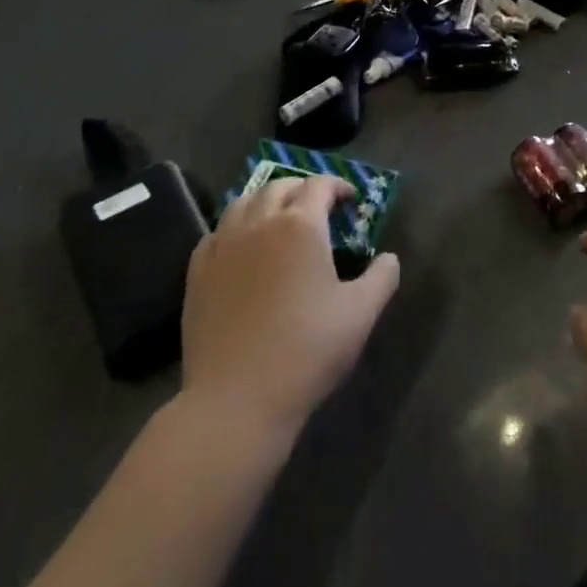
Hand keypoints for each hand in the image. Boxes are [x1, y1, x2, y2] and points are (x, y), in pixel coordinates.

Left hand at [181, 175, 398, 442]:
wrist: (236, 400)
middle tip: (318, 207)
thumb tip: (389, 258)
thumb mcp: (361, 314)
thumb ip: (382, 277)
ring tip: (278, 217)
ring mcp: (223, 245)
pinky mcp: (197, 272)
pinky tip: (241, 246)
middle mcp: (259, 222)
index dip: (338, 186)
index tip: (350, 200)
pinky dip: (234, 227)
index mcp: (301, 225)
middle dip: (302, 189)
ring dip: (265, 200)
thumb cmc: (306, 350)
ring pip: (243, 201)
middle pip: (280, 186)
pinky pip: (216, 232)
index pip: (320, 186)